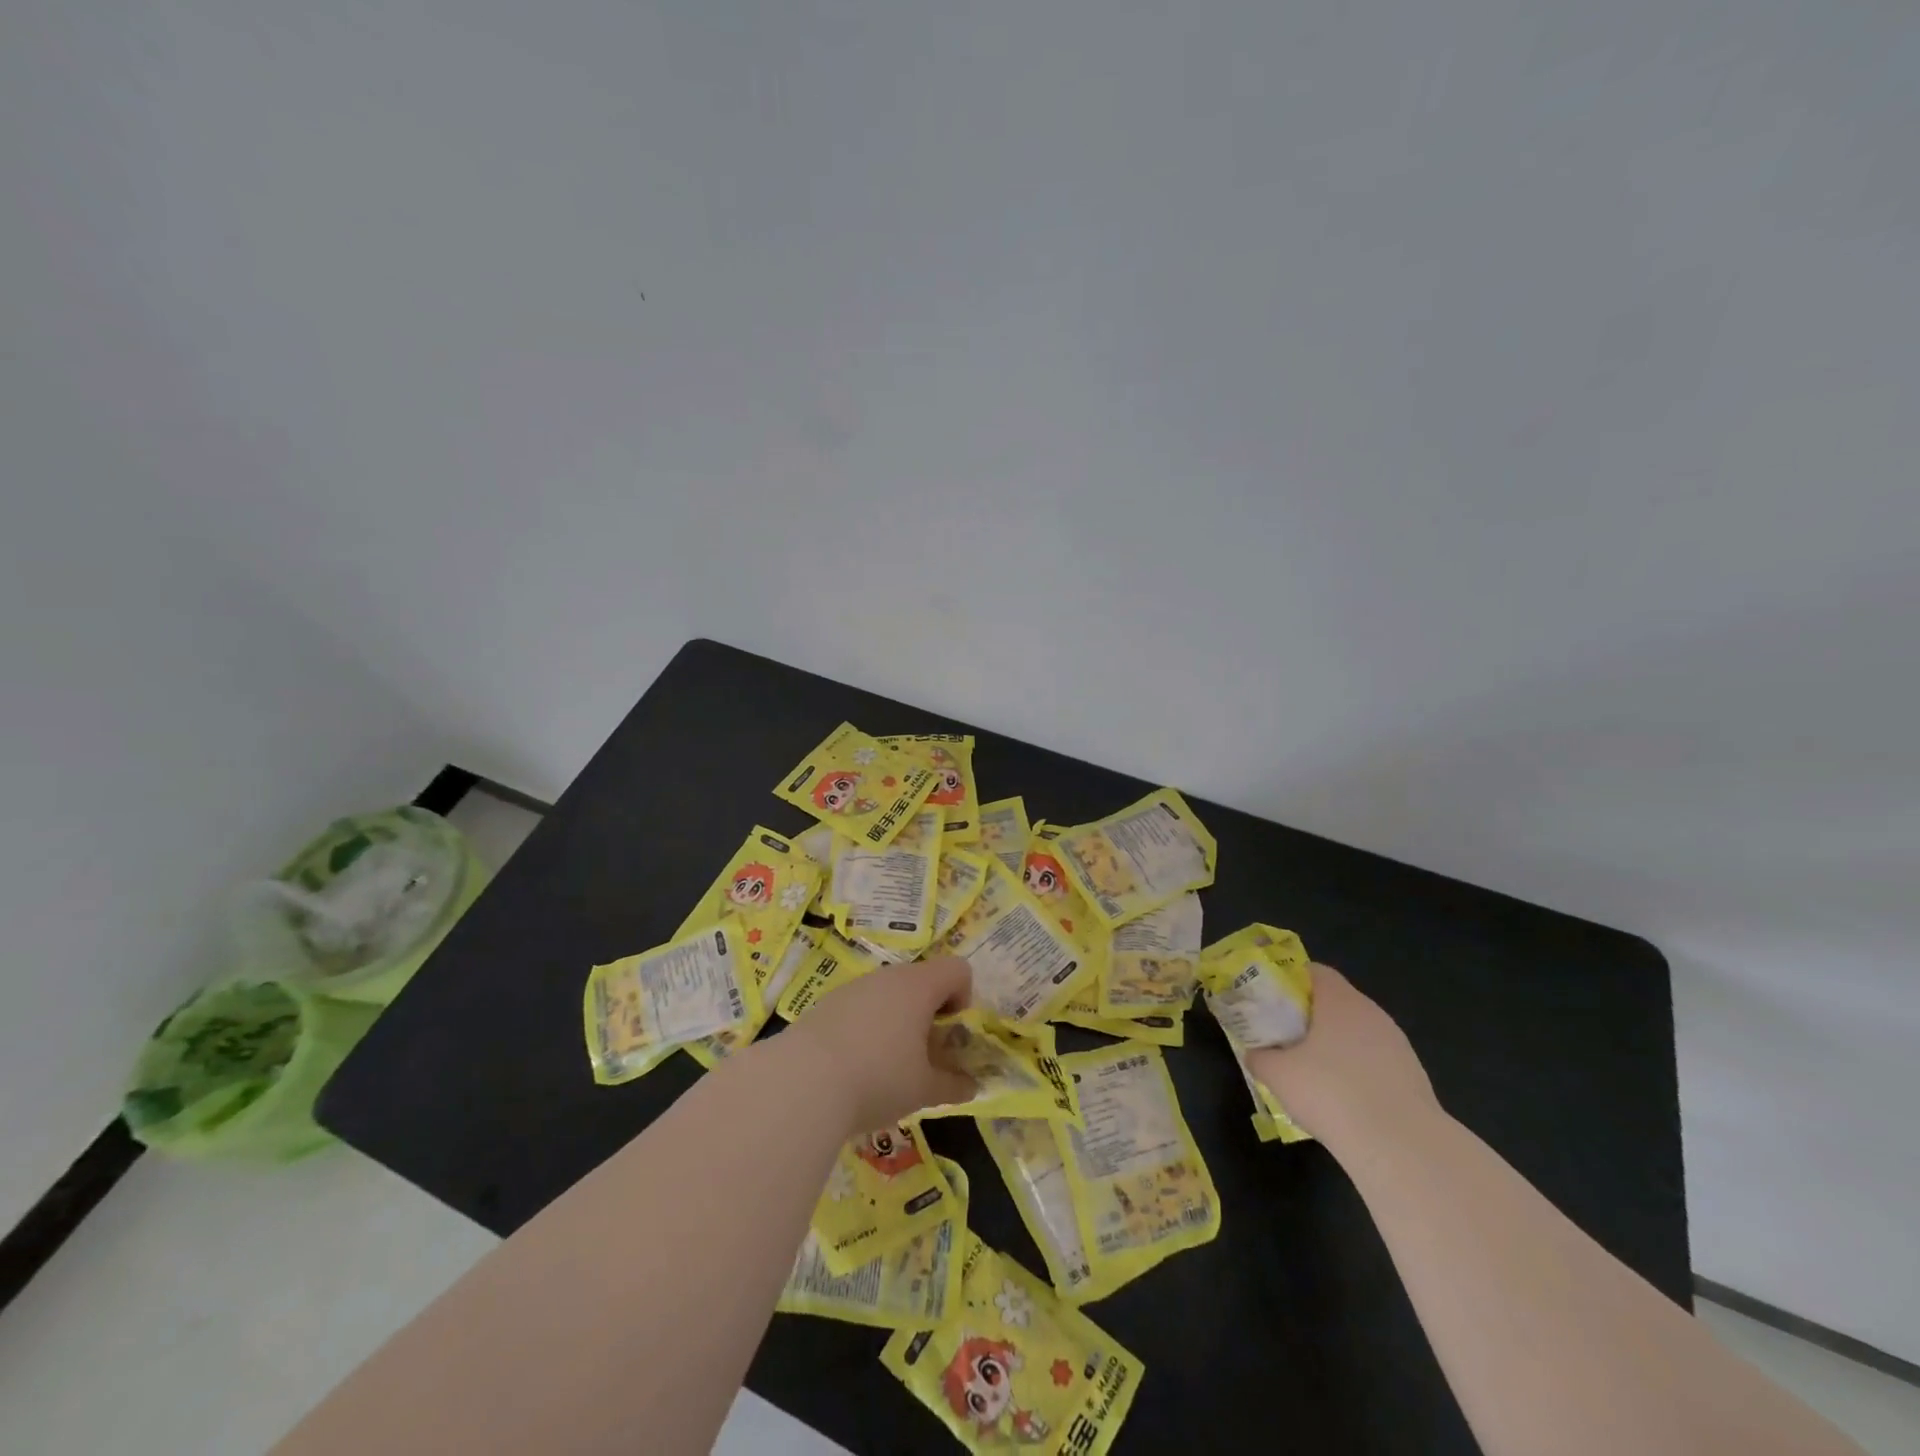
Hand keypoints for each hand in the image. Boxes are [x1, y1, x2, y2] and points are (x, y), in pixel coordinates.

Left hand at [785, 956, 976, 1132]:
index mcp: (919, 987)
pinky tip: (855, 1066)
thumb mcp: (924, 1090)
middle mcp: (888, 977)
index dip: (964, 998)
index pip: (958, 970)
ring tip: (888, 1066)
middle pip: (922, 981)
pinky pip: (862, 1007)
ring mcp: (854, 987)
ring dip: (899, 1020)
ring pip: (889, 994)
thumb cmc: (878, 1078)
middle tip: (924, 1056)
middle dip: (930, 1014)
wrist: (801, 1082)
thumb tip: (972, 1086)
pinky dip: (869, 1027)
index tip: (950, 1033)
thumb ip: (954, 1085)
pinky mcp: (827, 1003)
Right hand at [1246, 964, 1437, 1149]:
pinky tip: (1343, 1098)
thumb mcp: (1277, 1074)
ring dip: (1334, 1045)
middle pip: (1336, 1001)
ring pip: (1356, 1033)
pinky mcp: (1413, 1076)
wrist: (1401, 1148)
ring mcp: (1397, 1045)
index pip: (1315, 971)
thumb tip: (1254, 1054)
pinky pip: (1374, 1061)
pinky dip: (1356, 1070)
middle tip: (1284, 1036)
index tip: (1271, 1000)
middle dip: (1309, 1015)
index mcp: (1340, 1000)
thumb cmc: (1331, 1094)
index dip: (1290, 980)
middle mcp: (1372, 1013)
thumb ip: (1259, 1056)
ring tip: (1312, 1072)